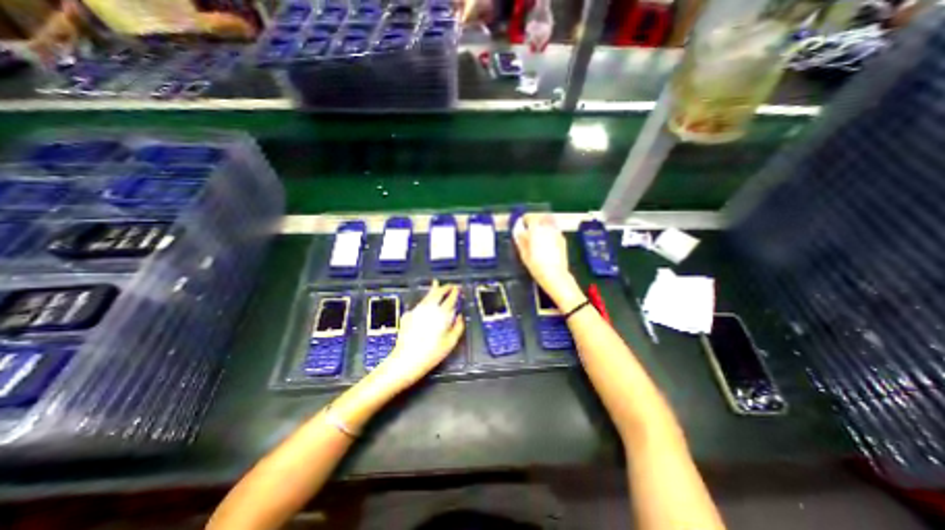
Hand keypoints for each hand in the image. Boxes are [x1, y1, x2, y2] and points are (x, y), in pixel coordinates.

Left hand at [376, 282, 466, 387]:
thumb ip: (458, 327)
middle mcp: (429, 308)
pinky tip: (425, 302)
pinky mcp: (409, 315)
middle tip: (450, 286)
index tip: (458, 289)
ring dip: (433, 289)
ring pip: (427, 295)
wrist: (407, 360)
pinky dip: (425, 300)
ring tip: (436, 284)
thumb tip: (460, 318)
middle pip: (438, 292)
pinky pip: (419, 303)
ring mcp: (417, 310)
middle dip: (445, 287)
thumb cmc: (431, 353)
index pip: (450, 298)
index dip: (455, 292)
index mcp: (442, 314)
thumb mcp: (451, 342)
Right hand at [509, 213, 584, 307]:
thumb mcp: (524, 253)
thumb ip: (521, 239)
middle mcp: (548, 228)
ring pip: (548, 222)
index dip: (524, 220)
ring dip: (542, 225)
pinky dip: (549, 232)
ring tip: (537, 235)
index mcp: (536, 229)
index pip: (530, 217)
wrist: (555, 275)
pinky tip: (545, 242)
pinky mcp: (562, 239)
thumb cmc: (536, 265)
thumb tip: (519, 231)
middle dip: (534, 220)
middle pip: (541, 217)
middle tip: (528, 229)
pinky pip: (554, 230)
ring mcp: (557, 233)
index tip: (521, 225)